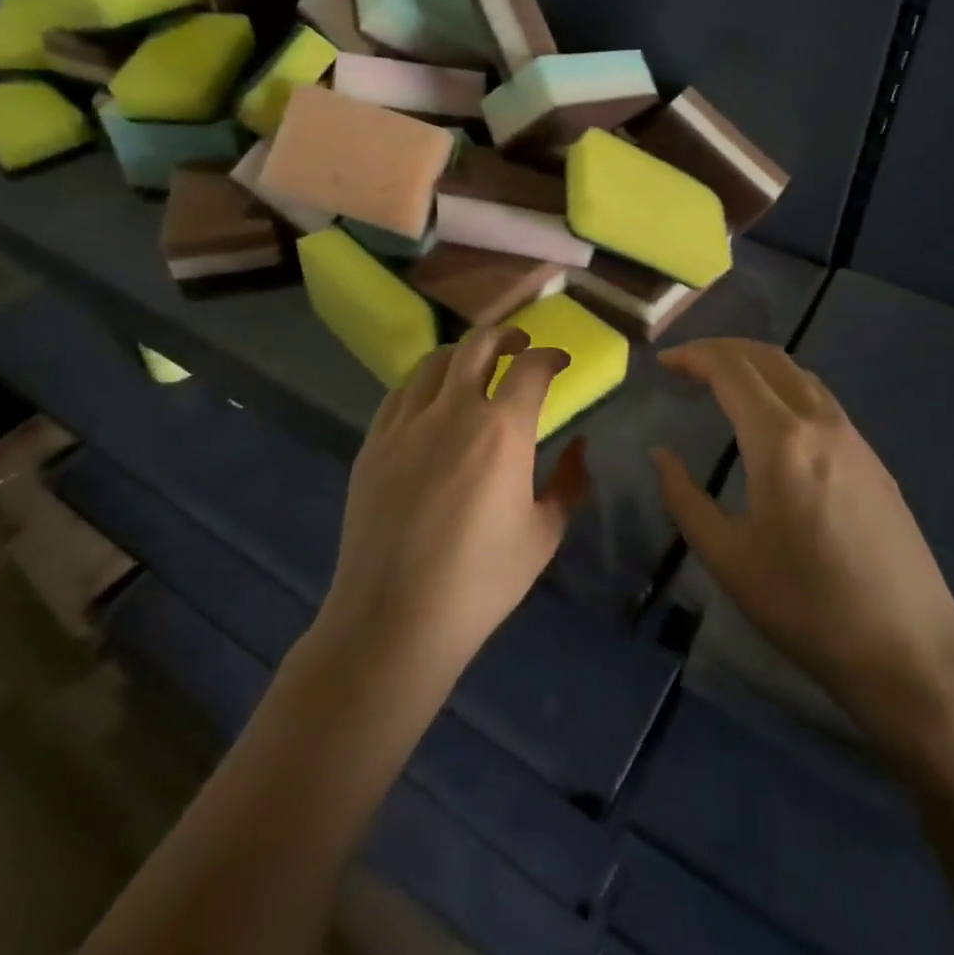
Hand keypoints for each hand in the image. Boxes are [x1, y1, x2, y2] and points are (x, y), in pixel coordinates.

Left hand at [318, 326, 589, 689]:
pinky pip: (401, 392)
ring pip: (435, 361)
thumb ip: (569, 483)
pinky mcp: (375, 442)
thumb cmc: (480, 582)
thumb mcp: (543, 535)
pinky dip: (425, 382)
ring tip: (475, 365)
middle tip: (520, 344)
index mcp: (503, 430)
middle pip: (479, 345)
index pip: (532, 368)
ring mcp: (407, 423)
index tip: (560, 362)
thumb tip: (579, 446)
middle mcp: (454, 411)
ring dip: (463, 354)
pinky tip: (431, 399)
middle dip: (506, 335)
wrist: (394, 619)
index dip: (551, 356)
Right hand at [655, 338, 953, 728]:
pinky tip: (771, 415)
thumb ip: (684, 498)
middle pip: (766, 357)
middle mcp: (819, 422)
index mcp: (781, 441)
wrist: (908, 649)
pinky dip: (783, 384)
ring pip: (798, 372)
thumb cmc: (806, 606)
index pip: (731, 370)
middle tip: (687, 362)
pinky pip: (819, 397)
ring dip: (755, 362)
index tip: (664, 362)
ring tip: (723, 379)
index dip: (693, 357)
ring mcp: (853, 436)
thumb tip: (660, 455)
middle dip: (721, 348)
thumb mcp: (728, 558)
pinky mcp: (872, 456)